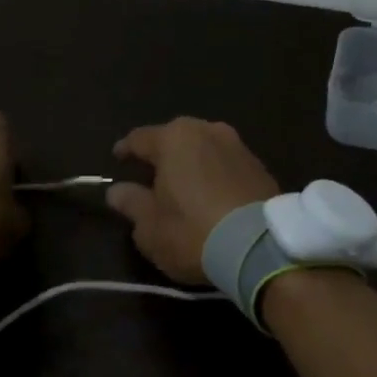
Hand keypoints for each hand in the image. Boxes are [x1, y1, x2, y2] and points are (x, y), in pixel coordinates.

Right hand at [106, 118, 279, 283]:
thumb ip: (131, 203)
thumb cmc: (193, 232)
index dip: (125, 149)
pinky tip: (211, 194)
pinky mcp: (259, 164)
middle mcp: (207, 130)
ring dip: (192, 163)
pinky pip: (226, 163)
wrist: (260, 246)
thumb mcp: (150, 227)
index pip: (140, 138)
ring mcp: (237, 145)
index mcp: (174, 138)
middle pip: (175, 138)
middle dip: (162, 154)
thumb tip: (118, 190)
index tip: (117, 158)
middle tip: (151, 175)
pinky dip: (215, 173)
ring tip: (183, 185)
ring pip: (204, 148)